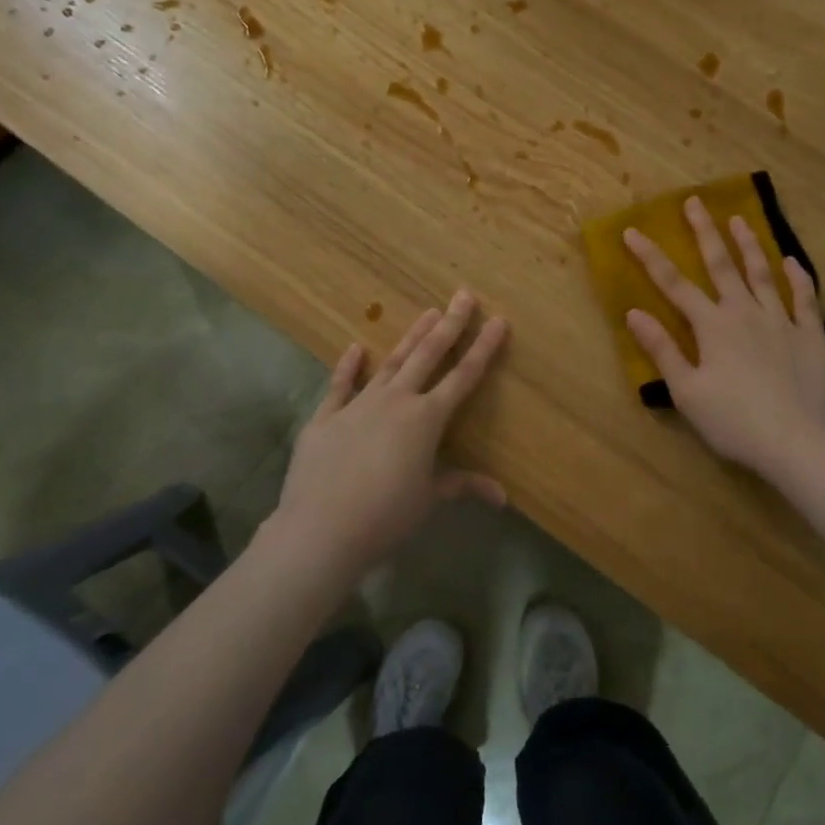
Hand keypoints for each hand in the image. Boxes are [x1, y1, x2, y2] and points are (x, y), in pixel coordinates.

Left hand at [273, 290, 508, 572]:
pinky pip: (339, 386)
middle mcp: (396, 400)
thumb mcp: (429, 498)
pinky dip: (348, 367)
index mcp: (426, 419)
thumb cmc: (385, 516)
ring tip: (428, 312)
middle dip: (450, 324)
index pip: (463, 376)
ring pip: (391, 362)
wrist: (321, 529)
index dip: (483, 347)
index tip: (498, 320)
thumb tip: (503, 498)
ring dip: (411, 337)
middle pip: (428, 355)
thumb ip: (463, 486)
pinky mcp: (325, 418)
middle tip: (463, 295)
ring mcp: (358, 405)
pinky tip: (356, 348)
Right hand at [623, 198, 824, 479]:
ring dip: (749, 244)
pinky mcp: (811, 336)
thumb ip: (663, 349)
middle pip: (722, 265)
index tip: (633, 231)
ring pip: (762, 273)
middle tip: (695, 201)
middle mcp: (745, 312)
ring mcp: (782, 321)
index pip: (674, 285)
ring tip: (739, 219)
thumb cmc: (734, 422)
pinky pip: (804, 299)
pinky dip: (798, 277)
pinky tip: (792, 261)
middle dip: (705, 232)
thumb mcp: (687, 391)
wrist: (797, 443)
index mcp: (713, 326)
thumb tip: (634, 313)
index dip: (651, 257)